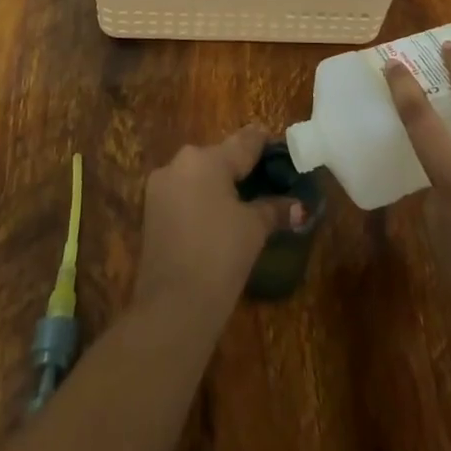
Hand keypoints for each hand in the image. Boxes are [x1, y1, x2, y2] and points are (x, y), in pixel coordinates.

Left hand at [133, 126, 305, 321]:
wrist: (171, 309)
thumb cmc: (219, 257)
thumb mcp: (254, 229)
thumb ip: (275, 209)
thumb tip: (299, 207)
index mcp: (207, 158)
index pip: (245, 141)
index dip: (267, 144)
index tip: (285, 151)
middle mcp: (180, 162)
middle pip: (220, 156)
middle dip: (243, 168)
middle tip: (268, 183)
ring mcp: (161, 186)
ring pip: (200, 175)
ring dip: (220, 184)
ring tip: (246, 203)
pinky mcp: (150, 210)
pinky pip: (184, 193)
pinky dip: (202, 199)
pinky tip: (218, 219)